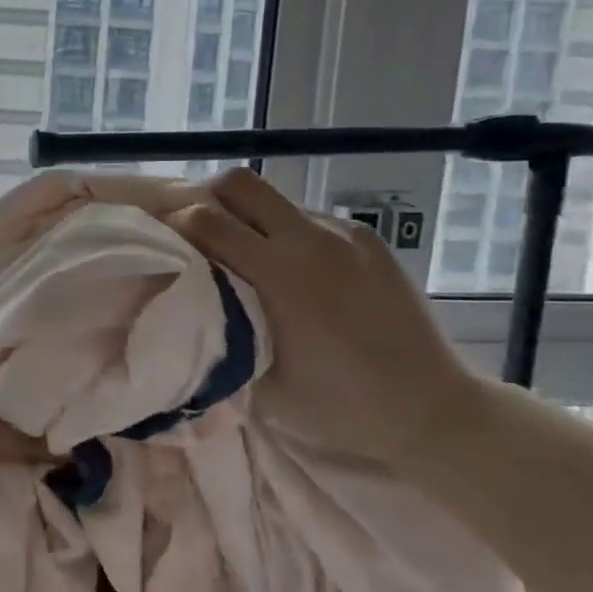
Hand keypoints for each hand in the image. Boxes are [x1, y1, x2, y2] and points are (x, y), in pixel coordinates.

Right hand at [169, 169, 490, 464]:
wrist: (430, 408)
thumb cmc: (337, 406)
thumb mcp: (259, 381)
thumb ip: (218, 332)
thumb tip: (183, 306)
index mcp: (279, 275)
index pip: (206, 219)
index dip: (173, 224)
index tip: (162, 243)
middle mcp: (310, 239)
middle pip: (238, 183)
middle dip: (206, 199)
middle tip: (197, 234)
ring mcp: (344, 234)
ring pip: (274, 199)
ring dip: (247, 218)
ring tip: (246, 258)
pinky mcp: (369, 239)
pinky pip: (308, 219)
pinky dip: (285, 234)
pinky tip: (293, 273)